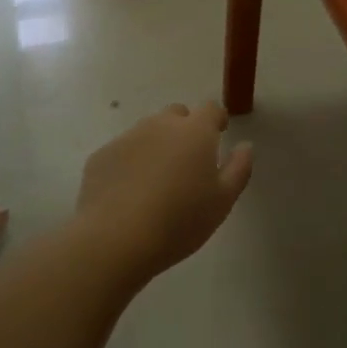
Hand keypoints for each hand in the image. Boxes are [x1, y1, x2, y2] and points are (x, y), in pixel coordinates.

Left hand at [76, 102, 253, 280]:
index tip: (219, 133)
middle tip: (187, 161)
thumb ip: (239, 168)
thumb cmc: (180, 220)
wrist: (116, 239)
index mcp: (195, 132)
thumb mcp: (223, 201)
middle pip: (176, 114)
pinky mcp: (101, 156)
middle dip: (185, 129)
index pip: (210, 108)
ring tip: (157, 180)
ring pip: (147, 131)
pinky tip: (129, 193)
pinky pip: (122, 151)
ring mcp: (127, 138)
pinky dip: (130, 163)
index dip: (216, 119)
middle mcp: (160, 125)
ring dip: (156, 145)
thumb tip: (245, 146)